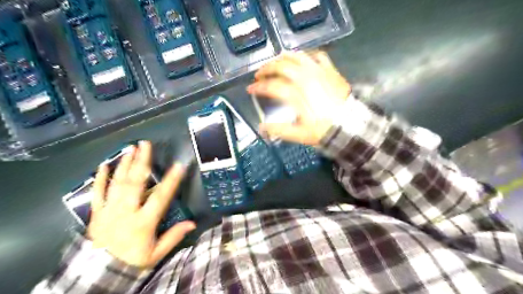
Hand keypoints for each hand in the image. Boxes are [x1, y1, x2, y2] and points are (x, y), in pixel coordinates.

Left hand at [86, 141, 194, 268]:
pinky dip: (100, 178)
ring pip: (117, 183)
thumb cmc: (132, 261)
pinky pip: (97, 193)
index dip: (171, 181)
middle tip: (145, 144)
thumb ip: (173, 236)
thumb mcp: (156, 253)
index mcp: (143, 222)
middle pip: (135, 183)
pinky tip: (104, 165)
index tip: (179, 165)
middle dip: (141, 162)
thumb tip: (192, 223)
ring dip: (125, 164)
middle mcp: (126, 212)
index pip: (160, 197)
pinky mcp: (96, 213)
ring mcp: (109, 211)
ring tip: (131, 148)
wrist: (99, 274)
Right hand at [247, 50, 350, 145]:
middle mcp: (305, 79)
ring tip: (275, 63)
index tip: (250, 89)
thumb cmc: (323, 131)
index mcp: (296, 95)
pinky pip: (317, 55)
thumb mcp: (299, 135)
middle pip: (281, 66)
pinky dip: (306, 55)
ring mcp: (319, 72)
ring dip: (283, 58)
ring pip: (297, 56)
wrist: (349, 126)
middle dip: (266, 68)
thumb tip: (261, 127)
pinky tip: (301, 59)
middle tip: (259, 75)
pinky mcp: (330, 70)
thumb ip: (279, 130)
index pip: (271, 86)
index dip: (258, 87)